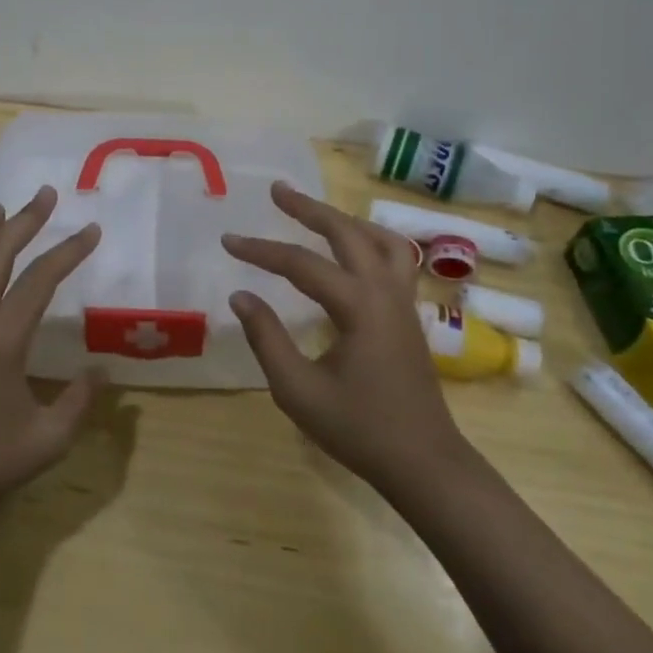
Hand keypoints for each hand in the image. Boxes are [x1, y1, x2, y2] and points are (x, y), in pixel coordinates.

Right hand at [222, 182, 466, 501]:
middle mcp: (384, 291)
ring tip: (316, 212)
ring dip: (345, 219)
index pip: (300, 263)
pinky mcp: (409, 314)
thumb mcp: (298, 390)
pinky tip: (354, 249)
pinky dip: (370, 239)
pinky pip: (395, 258)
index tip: (228, 240)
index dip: (260, 250)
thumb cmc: (359, 429)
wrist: (424, 463)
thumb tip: (241, 295)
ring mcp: (403, 301)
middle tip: (277, 190)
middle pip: (347, 232)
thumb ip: (266, 338)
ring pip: (380, 239)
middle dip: (308, 209)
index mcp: (358, 306)